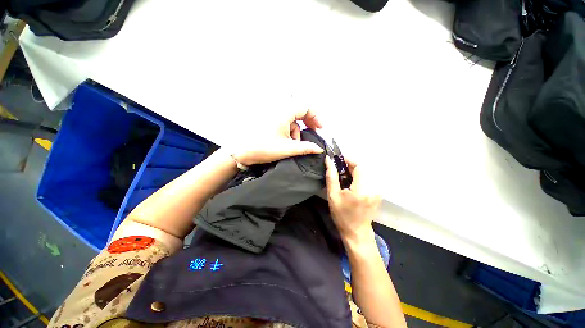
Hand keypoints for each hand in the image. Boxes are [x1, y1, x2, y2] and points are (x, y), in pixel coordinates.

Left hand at [233, 109, 323, 165]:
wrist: (239, 152)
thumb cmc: (262, 148)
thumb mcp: (287, 149)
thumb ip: (306, 148)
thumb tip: (318, 148)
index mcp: (283, 112)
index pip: (306, 106)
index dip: (316, 117)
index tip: (320, 129)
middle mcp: (278, 109)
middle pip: (299, 110)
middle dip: (307, 122)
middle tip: (312, 133)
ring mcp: (272, 114)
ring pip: (291, 118)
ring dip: (296, 130)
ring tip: (294, 144)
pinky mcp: (268, 120)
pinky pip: (283, 122)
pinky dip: (288, 131)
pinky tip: (286, 142)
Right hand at [325, 157, 380, 243]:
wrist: (356, 232)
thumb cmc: (342, 215)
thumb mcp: (333, 196)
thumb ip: (331, 177)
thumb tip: (329, 161)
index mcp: (361, 189)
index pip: (359, 166)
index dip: (349, 160)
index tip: (340, 160)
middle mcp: (372, 188)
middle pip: (362, 169)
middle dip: (350, 167)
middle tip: (339, 171)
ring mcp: (377, 192)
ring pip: (365, 174)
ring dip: (354, 173)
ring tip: (344, 179)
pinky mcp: (377, 194)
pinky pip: (367, 180)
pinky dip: (358, 179)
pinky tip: (351, 185)